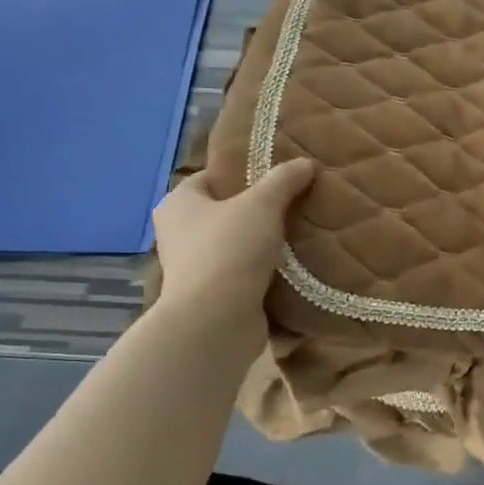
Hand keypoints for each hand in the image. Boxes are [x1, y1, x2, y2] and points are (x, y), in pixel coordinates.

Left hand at [154, 159, 315, 330]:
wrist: (217, 321)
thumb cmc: (229, 250)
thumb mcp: (262, 205)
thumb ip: (284, 180)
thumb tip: (305, 163)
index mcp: (178, 205)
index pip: (211, 178)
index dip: (243, 173)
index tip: (278, 176)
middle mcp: (180, 235)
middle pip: (226, 213)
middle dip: (260, 211)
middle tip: (297, 203)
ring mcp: (195, 269)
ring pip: (238, 246)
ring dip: (266, 244)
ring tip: (303, 234)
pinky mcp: (214, 297)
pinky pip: (246, 276)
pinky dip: (268, 273)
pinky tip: (297, 267)